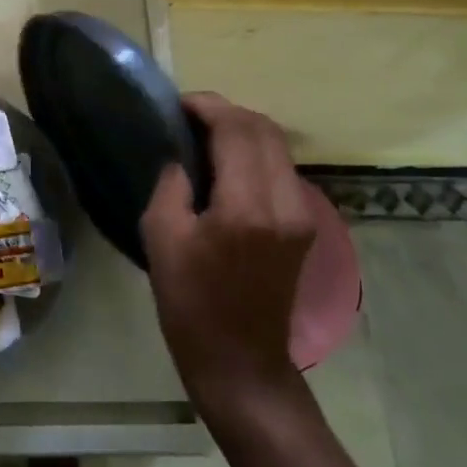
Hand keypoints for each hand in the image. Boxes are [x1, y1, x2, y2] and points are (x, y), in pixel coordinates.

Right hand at [140, 94, 314, 420]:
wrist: (240, 362)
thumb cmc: (190, 304)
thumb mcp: (161, 238)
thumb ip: (171, 185)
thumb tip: (181, 158)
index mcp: (246, 208)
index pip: (236, 130)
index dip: (207, 106)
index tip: (177, 104)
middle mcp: (285, 203)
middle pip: (265, 130)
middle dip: (227, 112)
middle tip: (189, 116)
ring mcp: (302, 215)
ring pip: (278, 147)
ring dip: (243, 131)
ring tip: (204, 136)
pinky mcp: (304, 226)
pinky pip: (281, 170)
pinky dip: (254, 153)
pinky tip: (226, 164)